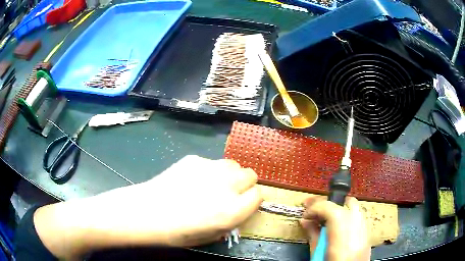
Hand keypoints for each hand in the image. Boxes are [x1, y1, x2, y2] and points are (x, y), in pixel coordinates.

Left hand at [33, 155, 261, 258]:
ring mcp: (207, 169)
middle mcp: (224, 187)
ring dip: (229, 174)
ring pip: (233, 164)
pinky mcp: (192, 159)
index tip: (245, 203)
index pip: (258, 195)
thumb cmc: (175, 233)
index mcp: (230, 211)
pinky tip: (192, 179)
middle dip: (245, 184)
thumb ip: (230, 221)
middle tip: (231, 192)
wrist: (144, 212)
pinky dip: (209, 170)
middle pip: (250, 174)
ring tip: (214, 184)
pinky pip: (210, 162)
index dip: (253, 200)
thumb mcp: (209, 236)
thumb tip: (238, 209)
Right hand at [299, 197, 369, 260]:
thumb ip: (313, 235)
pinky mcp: (367, 231)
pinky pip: (357, 216)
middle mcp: (357, 221)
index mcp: (342, 226)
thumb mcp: (318, 253)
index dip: (314, 208)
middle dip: (329, 204)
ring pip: (353, 207)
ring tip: (326, 220)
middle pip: (344, 202)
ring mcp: (364, 225)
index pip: (328, 206)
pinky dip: (347, 217)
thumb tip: (305, 221)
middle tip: (315, 212)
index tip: (305, 215)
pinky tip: (338, 227)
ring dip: (339, 210)